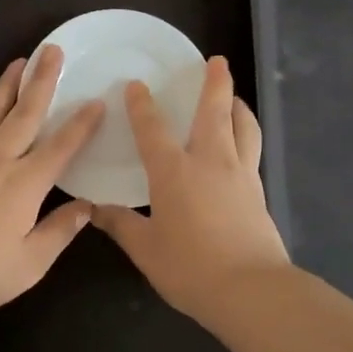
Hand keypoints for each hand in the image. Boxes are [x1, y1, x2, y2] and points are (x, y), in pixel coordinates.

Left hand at [0, 46, 104, 319]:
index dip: (81, 124)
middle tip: (53, 51)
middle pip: (25, 113)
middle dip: (43, 80)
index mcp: (23, 185)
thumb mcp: (29, 265)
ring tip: (21, 61)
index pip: (60, 147)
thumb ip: (60, 232)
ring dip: (8, 83)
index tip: (95, 101)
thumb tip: (88, 207)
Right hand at [92, 56, 289, 317]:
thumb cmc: (191, 267)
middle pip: (215, 112)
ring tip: (234, 98)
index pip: (153, 129)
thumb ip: (121, 225)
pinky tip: (242, 146)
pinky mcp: (258, 192)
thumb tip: (94, 209)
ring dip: (238, 106)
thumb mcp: (146, 249)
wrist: (252, 290)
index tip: (136, 85)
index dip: (142, 105)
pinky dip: (246, 135)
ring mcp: (240, 175)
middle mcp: (210, 162)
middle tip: (217, 61)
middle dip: (215, 83)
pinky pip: (252, 151)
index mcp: (174, 171)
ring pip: (243, 127)